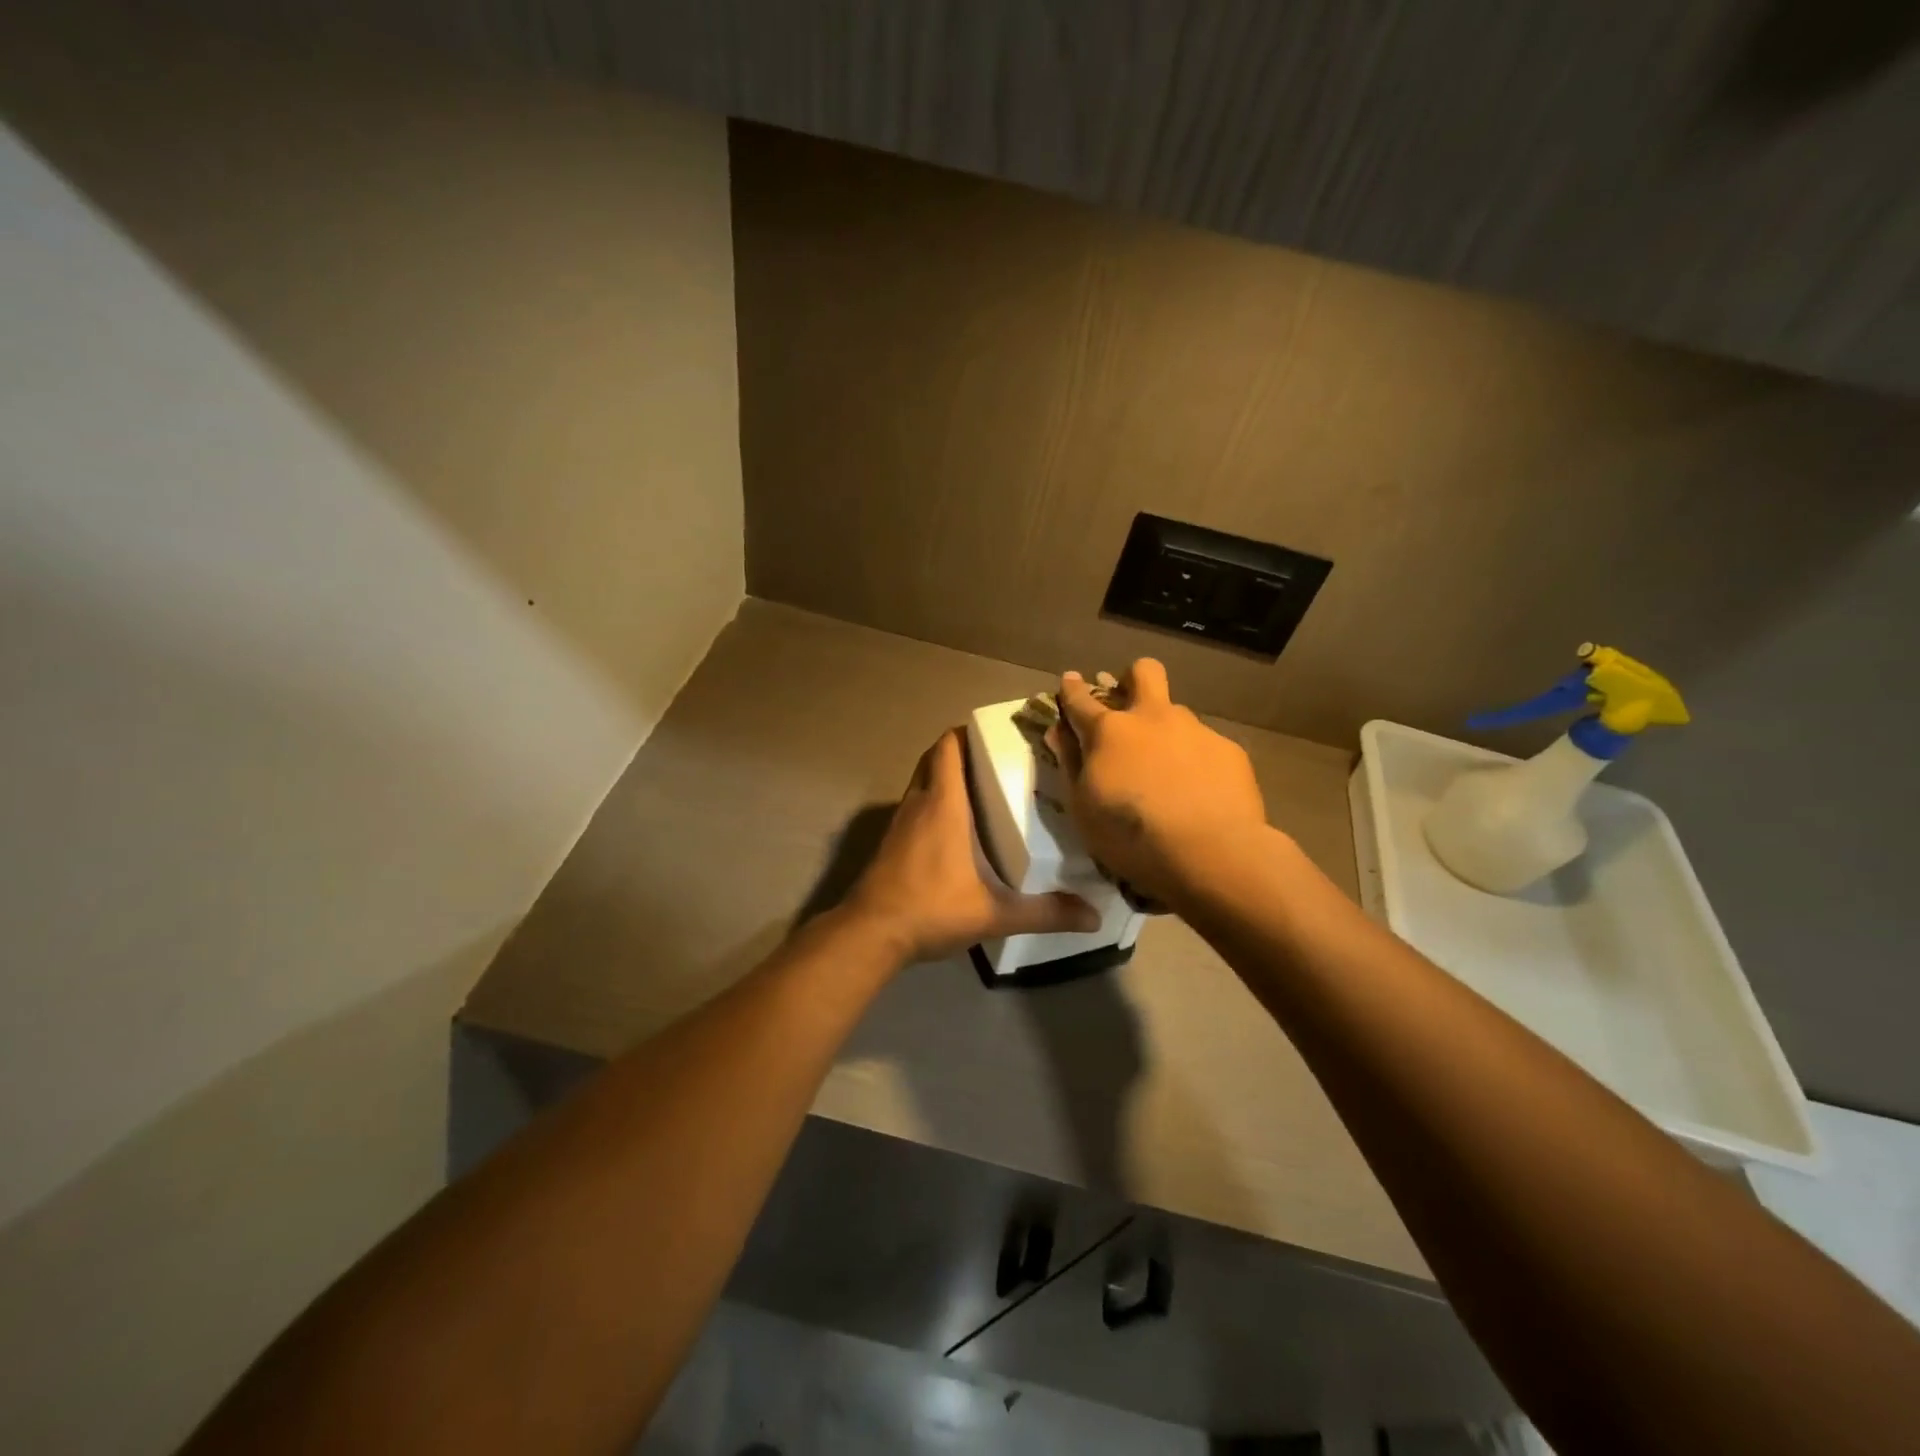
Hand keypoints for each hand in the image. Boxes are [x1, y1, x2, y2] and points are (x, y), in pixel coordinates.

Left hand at [846, 729, 1099, 963]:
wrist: (870, 934)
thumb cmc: (932, 908)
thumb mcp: (995, 913)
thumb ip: (1045, 912)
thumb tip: (1095, 917)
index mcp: (943, 804)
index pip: (948, 746)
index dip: (968, 732)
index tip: (998, 735)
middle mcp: (918, 803)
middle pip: (935, 758)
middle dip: (962, 752)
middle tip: (997, 762)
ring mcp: (900, 823)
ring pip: (922, 782)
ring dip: (946, 778)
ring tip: (984, 791)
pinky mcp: (891, 843)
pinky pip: (915, 807)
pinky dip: (933, 804)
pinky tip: (957, 830)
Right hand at [1053, 660, 1269, 904]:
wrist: (1210, 853)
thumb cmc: (1130, 836)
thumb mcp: (1082, 807)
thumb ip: (1070, 763)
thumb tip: (1059, 731)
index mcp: (1109, 731)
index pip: (1080, 699)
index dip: (1071, 688)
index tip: (1069, 681)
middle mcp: (1152, 718)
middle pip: (1143, 672)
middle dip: (1132, 678)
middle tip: (1129, 704)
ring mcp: (1194, 730)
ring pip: (1177, 713)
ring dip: (1166, 731)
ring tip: (1168, 771)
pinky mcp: (1229, 750)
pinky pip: (1205, 745)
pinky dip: (1196, 761)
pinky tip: (1200, 792)